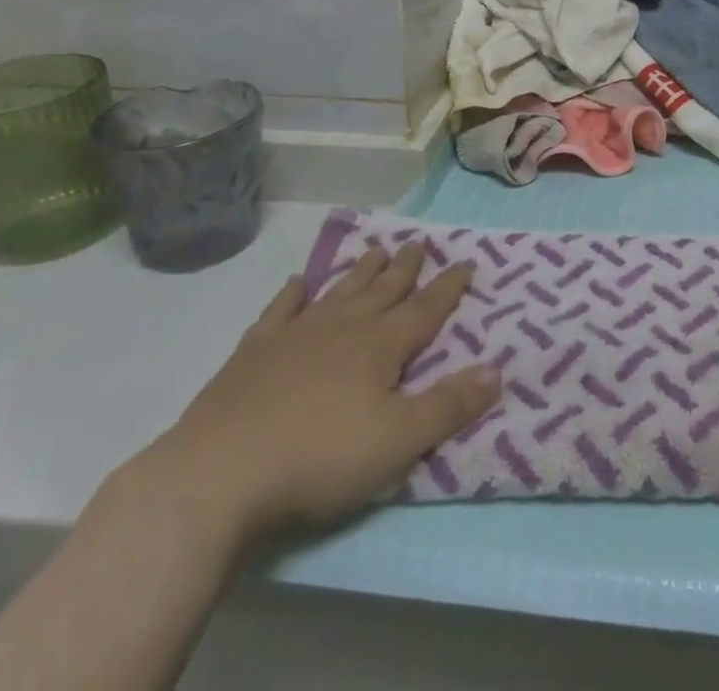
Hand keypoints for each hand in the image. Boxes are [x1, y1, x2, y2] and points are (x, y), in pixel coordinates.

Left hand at [134, 244, 502, 548]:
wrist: (220, 475)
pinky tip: (299, 282)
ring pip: (339, 291)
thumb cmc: (320, 459)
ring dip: (361, 271)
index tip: (466, 261)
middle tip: (420, 242)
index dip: (449, 287)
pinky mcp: (254, 352)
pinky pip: (280, 310)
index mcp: (381, 347)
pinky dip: (293, 294)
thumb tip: (498, 370)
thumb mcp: (398, 442)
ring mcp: (296, 335)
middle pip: (383, 290)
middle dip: (406, 267)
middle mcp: (344, 328)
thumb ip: (449, 406)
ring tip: (377, 249)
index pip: (425, 309)